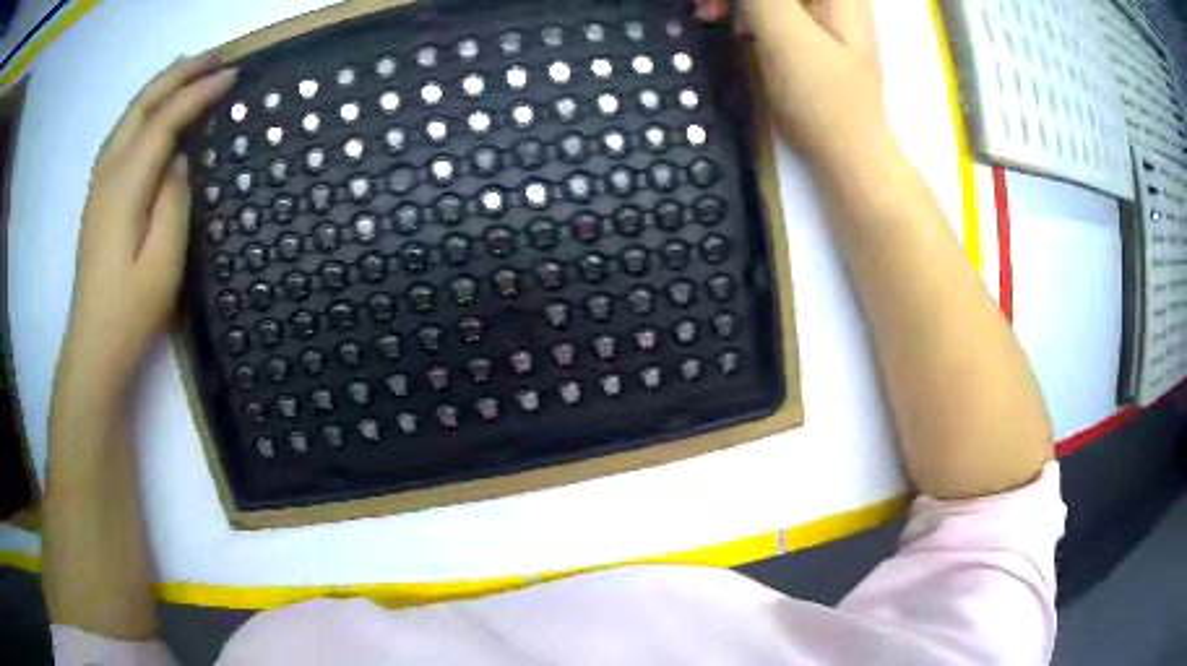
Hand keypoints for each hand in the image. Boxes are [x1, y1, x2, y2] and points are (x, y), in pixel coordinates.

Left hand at [59, 53, 236, 392]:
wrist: (94, 347)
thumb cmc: (130, 310)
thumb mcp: (163, 262)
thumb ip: (173, 201)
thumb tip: (180, 160)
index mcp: (124, 186)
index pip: (165, 121)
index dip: (199, 93)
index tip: (234, 75)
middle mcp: (108, 172)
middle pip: (144, 104)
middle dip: (181, 73)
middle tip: (218, 57)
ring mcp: (100, 182)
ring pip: (131, 114)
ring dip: (163, 85)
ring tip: (192, 70)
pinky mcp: (99, 195)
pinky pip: (124, 133)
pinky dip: (146, 108)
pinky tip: (158, 110)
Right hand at [698, 0, 891, 174]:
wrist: (848, 155)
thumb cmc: (824, 97)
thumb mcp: (785, 33)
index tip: (719, 4)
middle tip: (707, 7)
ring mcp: (820, 12)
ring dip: (736, 1)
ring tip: (709, 14)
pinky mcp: (807, 31)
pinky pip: (768, 6)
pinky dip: (744, 10)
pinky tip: (730, 24)